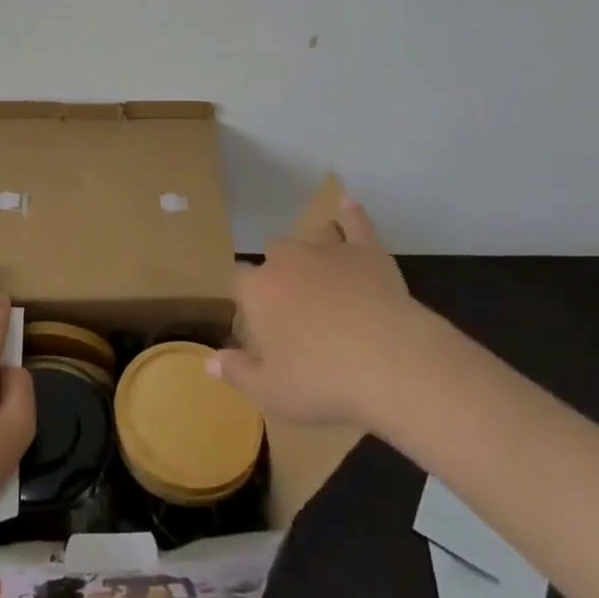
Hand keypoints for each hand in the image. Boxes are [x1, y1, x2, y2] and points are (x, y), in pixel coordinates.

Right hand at [209, 195, 436, 428]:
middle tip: (294, 303)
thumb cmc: (323, 381)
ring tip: (322, 268)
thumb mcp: (271, 392)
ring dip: (313, 246)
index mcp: (260, 290)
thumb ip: (237, 373)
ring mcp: (329, 250)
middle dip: (279, 270)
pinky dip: (351, 213)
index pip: (239, 279)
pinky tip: (348, 204)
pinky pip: (356, 222)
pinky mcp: (368, 250)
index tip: (255, 316)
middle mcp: (288, 260)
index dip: (245, 295)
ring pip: (312, 234)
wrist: (389, 362)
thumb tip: (208, 362)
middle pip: (274, 252)